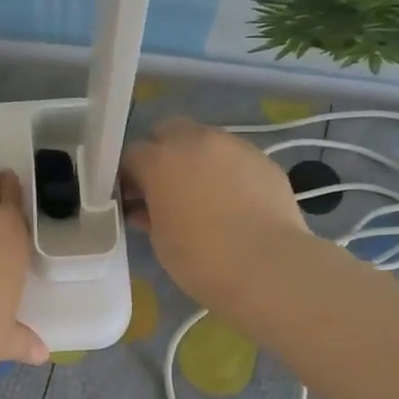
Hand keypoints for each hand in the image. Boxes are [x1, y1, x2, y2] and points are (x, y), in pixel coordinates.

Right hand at [121, 118, 309, 307]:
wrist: (270, 267)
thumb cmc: (202, 259)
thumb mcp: (161, 240)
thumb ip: (149, 213)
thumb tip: (145, 207)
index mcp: (160, 160)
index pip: (132, 154)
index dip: (128, 175)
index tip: (132, 197)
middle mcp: (195, 141)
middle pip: (168, 131)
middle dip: (162, 151)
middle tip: (166, 186)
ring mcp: (233, 145)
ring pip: (204, 140)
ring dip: (196, 158)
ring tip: (204, 194)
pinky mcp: (263, 158)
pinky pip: (235, 156)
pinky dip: (227, 170)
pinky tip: (235, 200)